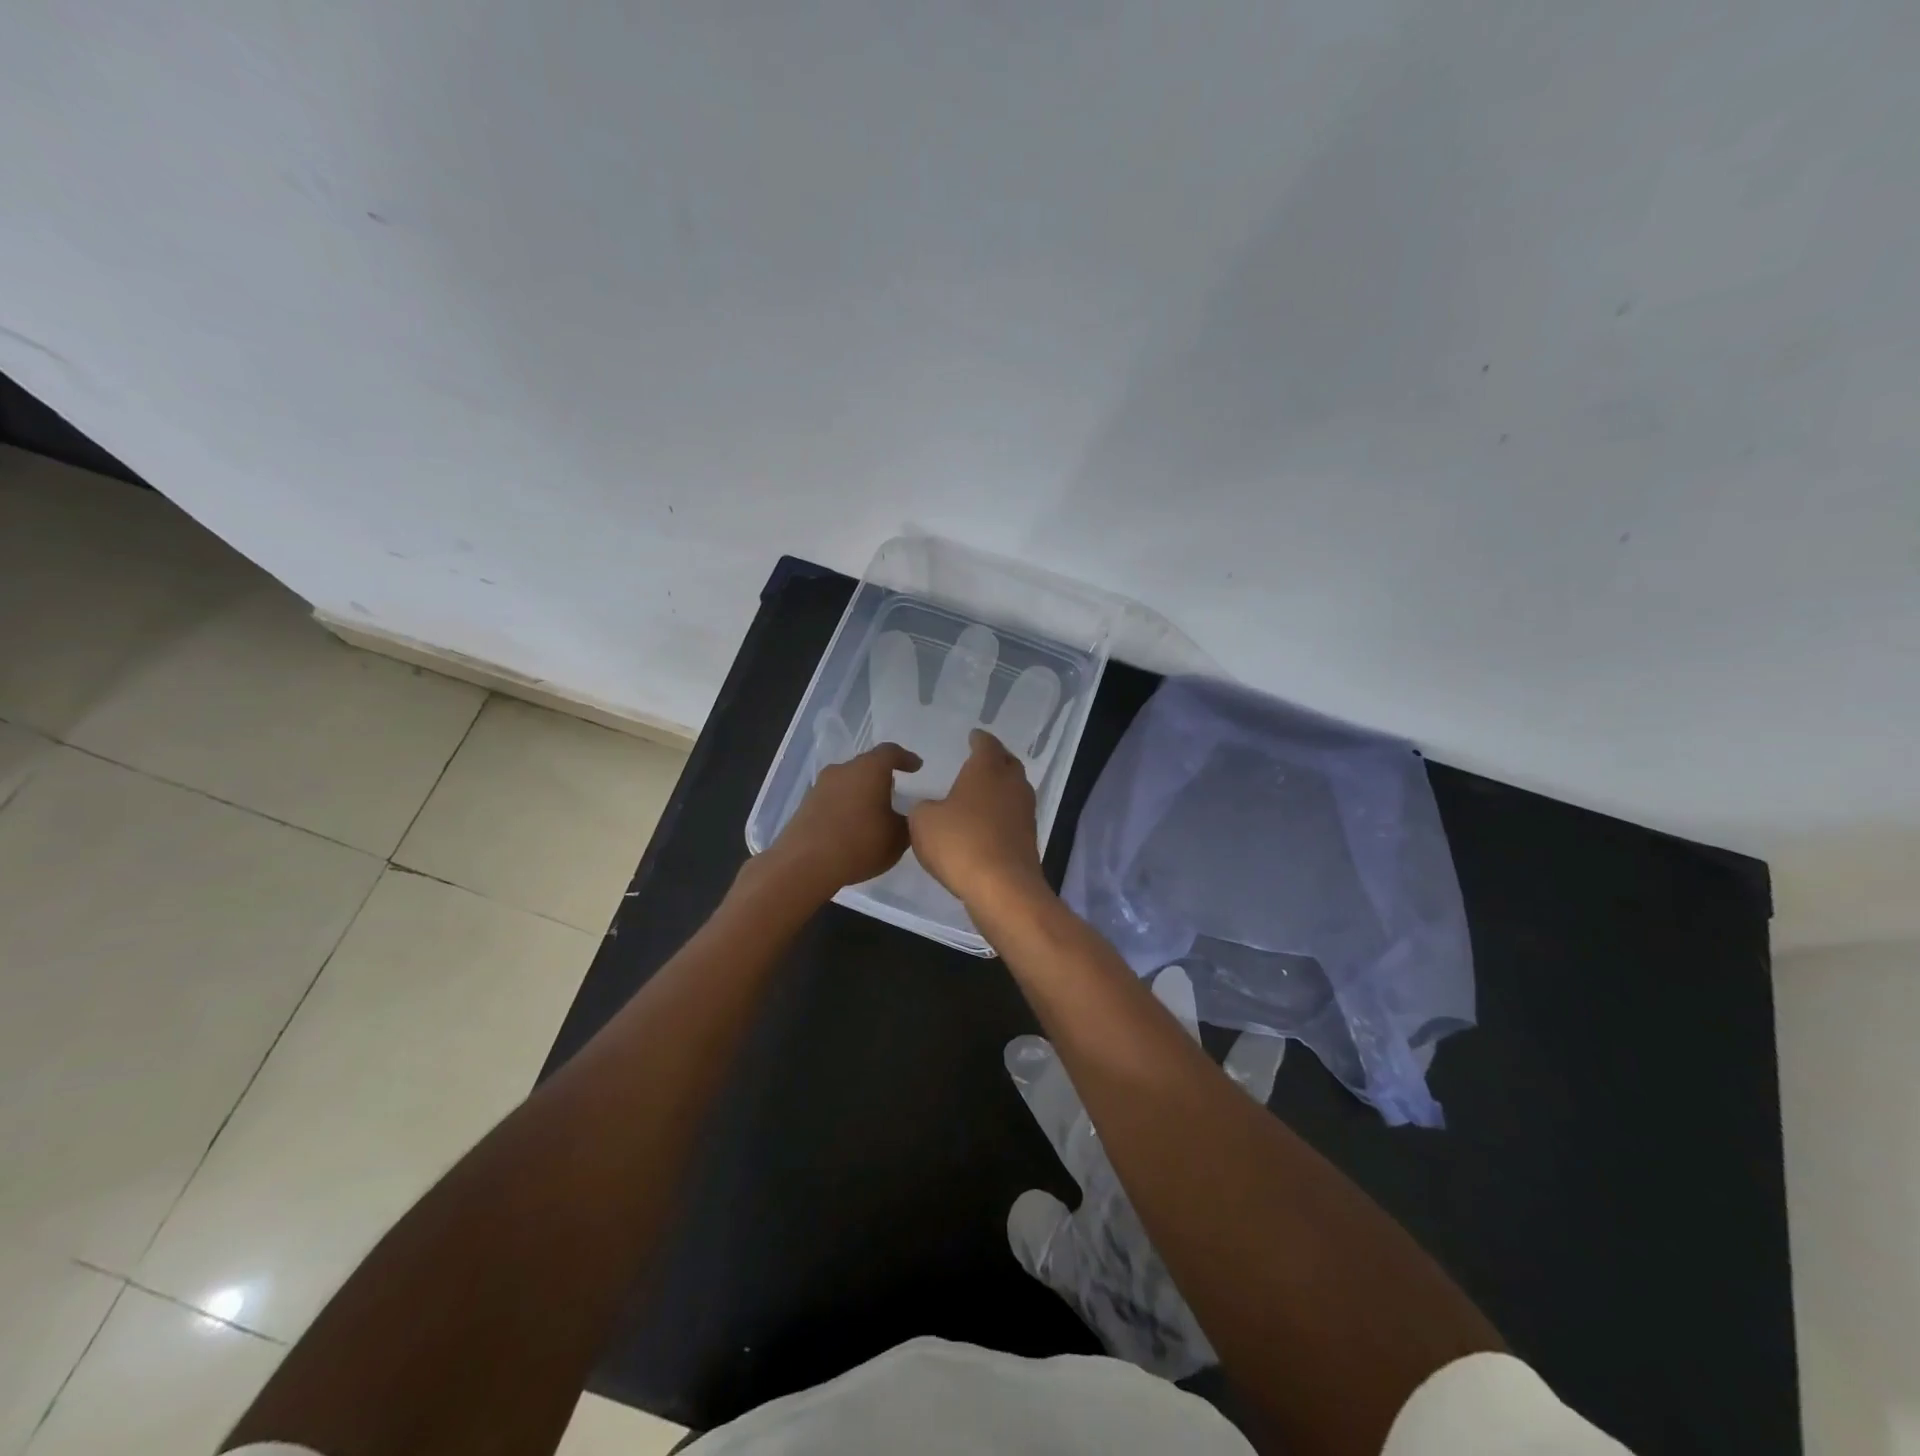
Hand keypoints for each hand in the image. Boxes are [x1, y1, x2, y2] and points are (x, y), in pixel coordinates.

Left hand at [759, 742, 920, 899]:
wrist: (805, 864)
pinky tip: (852, 826)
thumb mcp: (898, 837)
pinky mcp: (805, 806)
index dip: (905, 758)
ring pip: (847, 782)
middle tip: (895, 789)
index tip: (916, 766)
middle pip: (866, 765)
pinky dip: (845, 807)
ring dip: (861, 792)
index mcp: (869, 769)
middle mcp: (843, 770)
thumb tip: (908, 817)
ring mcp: (820, 787)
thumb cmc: (860, 842)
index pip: (890, 752)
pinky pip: (833, 799)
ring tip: (873, 811)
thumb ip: (908, 822)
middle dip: (881, 776)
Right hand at [908, 729, 1048, 910]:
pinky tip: (987, 822)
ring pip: (1014, 790)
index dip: (979, 739)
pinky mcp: (1028, 839)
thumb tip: (932, 808)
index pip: (986, 744)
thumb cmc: (960, 843)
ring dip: (1001, 788)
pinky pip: (1014, 816)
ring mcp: (1025, 812)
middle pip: (1007, 763)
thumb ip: (924, 808)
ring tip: (983, 791)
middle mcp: (1011, 784)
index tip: (973, 736)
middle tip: (982, 759)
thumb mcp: (923, 822)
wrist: (1002, 887)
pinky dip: (1002, 813)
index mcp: (987, 770)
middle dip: (996, 759)